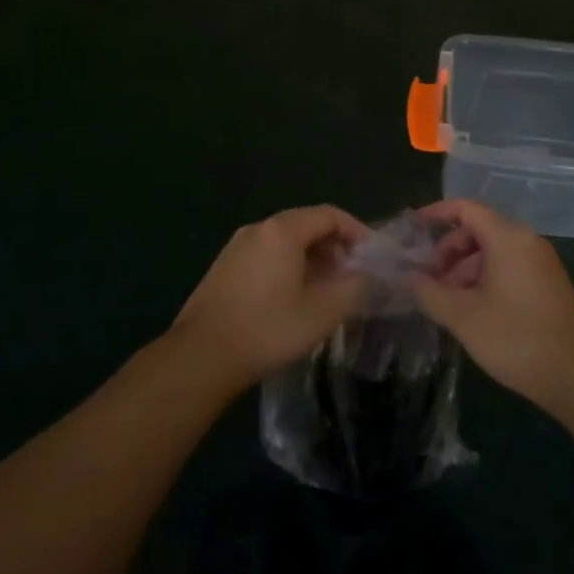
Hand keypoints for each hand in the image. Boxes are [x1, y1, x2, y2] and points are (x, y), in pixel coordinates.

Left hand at [171, 205, 371, 387]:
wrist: (199, 358)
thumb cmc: (267, 329)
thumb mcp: (322, 312)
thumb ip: (355, 288)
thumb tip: (373, 277)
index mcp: (282, 231)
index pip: (330, 215)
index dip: (357, 231)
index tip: (373, 256)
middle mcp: (258, 229)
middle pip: (307, 224)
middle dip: (335, 246)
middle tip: (353, 274)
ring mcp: (236, 248)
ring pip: (285, 241)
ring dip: (312, 258)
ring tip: (327, 289)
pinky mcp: (224, 268)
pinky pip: (266, 255)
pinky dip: (289, 266)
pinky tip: (294, 298)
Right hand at [412, 200, 573, 407]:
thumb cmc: (516, 338)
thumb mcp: (463, 316)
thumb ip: (428, 292)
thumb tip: (404, 276)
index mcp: (508, 238)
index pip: (466, 208)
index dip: (437, 213)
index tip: (412, 229)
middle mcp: (527, 241)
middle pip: (479, 229)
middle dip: (448, 250)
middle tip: (427, 279)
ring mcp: (541, 262)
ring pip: (493, 251)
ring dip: (465, 268)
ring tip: (445, 301)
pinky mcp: (548, 284)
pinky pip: (509, 267)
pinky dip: (485, 278)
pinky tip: (472, 310)